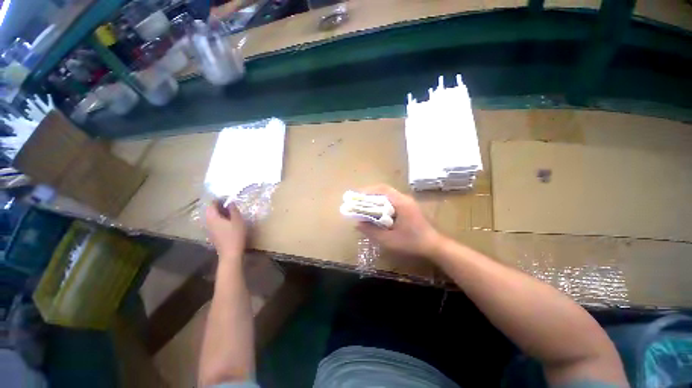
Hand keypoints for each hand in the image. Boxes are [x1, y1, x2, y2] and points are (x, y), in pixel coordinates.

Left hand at [206, 200, 246, 259]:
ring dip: (219, 212)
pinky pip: (214, 222)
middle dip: (218, 205)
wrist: (230, 253)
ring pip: (212, 217)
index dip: (219, 199)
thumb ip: (233, 210)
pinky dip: (220, 219)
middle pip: (210, 210)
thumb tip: (230, 202)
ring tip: (230, 211)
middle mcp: (208, 222)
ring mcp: (209, 229)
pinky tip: (228, 221)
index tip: (228, 198)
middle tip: (229, 204)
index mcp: (213, 217)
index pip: (212, 204)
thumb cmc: (235, 235)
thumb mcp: (237, 220)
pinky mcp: (213, 234)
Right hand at [356, 185, 441, 257]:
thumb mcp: (389, 240)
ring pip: (388, 193)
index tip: (356, 196)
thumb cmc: (411, 243)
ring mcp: (407, 201)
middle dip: (369, 193)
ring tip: (363, 203)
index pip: (382, 190)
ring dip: (375, 196)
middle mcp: (404, 198)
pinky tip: (376, 209)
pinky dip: (381, 201)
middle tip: (357, 199)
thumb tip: (357, 224)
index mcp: (401, 203)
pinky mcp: (408, 206)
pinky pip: (392, 199)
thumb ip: (372, 232)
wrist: (433, 245)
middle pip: (384, 189)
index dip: (367, 191)